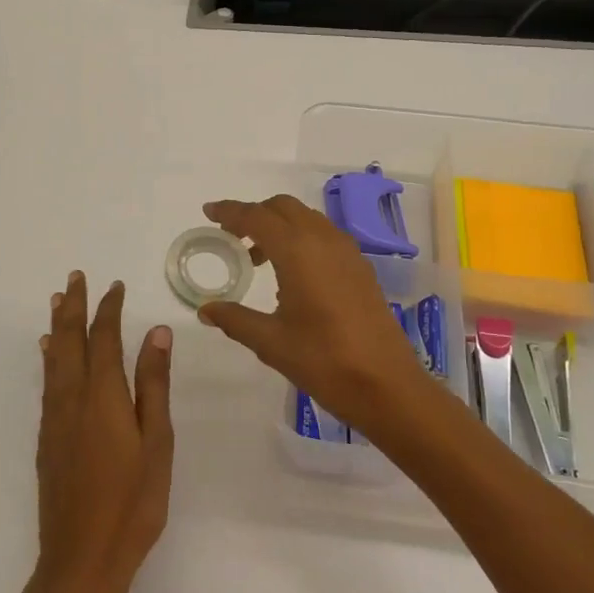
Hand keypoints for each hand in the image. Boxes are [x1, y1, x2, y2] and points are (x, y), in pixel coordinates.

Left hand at [34, 273, 173, 592]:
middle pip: (69, 340)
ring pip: (53, 358)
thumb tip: (156, 332)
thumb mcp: (156, 442)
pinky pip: (47, 381)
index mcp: (103, 396)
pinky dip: (48, 357)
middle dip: (73, 306)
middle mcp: (72, 398)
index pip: (104, 338)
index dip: (108, 308)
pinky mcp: (47, 439)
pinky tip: (48, 353)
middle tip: (75, 277)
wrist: (81, 559)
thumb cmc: (132, 502)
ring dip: (56, 325)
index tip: (114, 285)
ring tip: (57, 300)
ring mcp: (55, 419)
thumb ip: (153, 385)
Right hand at [197, 196, 435, 438]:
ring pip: (306, 218)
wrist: (386, 385)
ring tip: (257, 258)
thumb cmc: (323, 361)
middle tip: (232, 237)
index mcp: (297, 251)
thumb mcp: (270, 342)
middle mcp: (323, 240)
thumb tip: (206, 310)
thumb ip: (235, 319)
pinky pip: (323, 234)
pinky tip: (292, 272)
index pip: (256, 217)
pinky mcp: (360, 266)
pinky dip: (300, 237)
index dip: (230, 211)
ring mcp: (347, 251)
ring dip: (278, 225)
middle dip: (254, 214)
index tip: (209, 212)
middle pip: (283, 207)